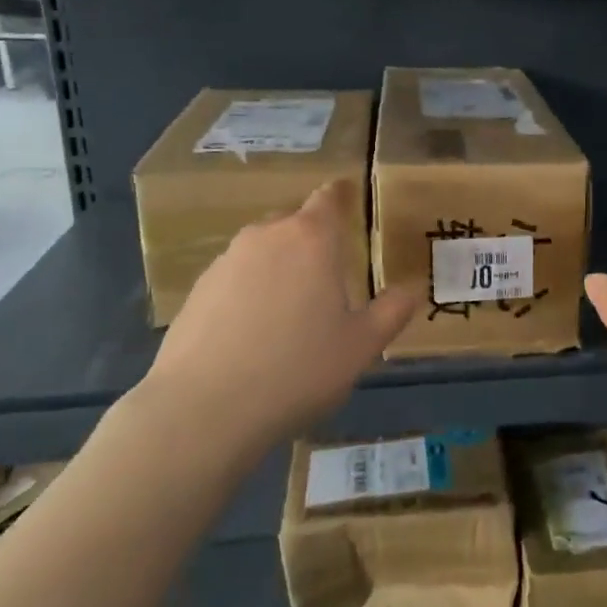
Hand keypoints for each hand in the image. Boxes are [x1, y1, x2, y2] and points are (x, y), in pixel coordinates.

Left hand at [132, 181, 416, 457]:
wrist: (203, 410)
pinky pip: (235, 279)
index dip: (340, 196)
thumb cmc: (298, 369)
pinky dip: (250, 293)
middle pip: (294, 223)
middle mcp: (266, 237)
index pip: (328, 199)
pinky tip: (254, 333)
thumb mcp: (362, 346)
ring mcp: (225, 262)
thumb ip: (392, 311)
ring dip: (280, 268)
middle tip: (330, 274)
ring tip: (291, 310)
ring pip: (262, 251)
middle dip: (313, 239)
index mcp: (311, 239)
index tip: (348, 198)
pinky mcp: (196, 292)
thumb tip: (410, 289)